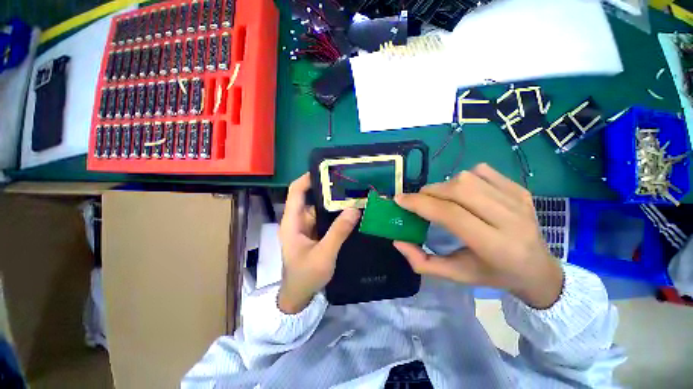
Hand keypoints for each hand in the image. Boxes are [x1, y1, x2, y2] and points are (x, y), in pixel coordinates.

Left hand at [278, 173, 360, 313]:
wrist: (300, 296)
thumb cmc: (306, 276)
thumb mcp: (323, 254)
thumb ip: (338, 232)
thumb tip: (354, 209)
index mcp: (293, 221)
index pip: (296, 191)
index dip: (308, 178)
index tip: (327, 170)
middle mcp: (298, 220)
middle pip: (310, 197)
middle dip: (327, 189)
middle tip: (347, 182)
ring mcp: (307, 226)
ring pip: (319, 207)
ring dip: (333, 202)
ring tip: (352, 193)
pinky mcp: (315, 233)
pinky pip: (325, 218)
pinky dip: (335, 213)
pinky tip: (349, 211)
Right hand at [393, 164, 562, 308]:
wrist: (539, 269)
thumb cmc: (493, 275)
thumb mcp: (456, 275)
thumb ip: (423, 262)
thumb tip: (398, 242)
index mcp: (495, 246)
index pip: (451, 215)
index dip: (420, 204)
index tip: (399, 200)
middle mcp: (510, 219)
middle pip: (459, 190)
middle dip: (430, 192)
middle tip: (419, 201)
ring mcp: (518, 200)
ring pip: (468, 177)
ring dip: (444, 185)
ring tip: (441, 199)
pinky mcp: (520, 189)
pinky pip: (482, 171)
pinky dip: (464, 178)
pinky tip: (464, 192)